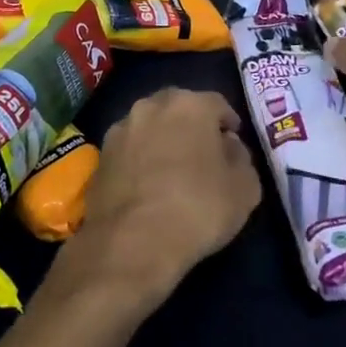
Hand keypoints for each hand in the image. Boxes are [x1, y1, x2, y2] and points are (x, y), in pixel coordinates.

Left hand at [58, 88, 260, 312]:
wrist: (131, 242)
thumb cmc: (197, 209)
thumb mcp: (244, 190)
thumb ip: (241, 159)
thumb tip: (229, 146)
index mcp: (191, 104)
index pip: (217, 104)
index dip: (228, 122)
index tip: (233, 142)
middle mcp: (152, 105)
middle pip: (179, 107)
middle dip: (192, 125)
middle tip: (203, 152)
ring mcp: (122, 128)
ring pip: (150, 125)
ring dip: (162, 139)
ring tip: (171, 169)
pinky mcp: (101, 154)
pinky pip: (130, 149)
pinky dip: (140, 159)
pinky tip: (146, 184)